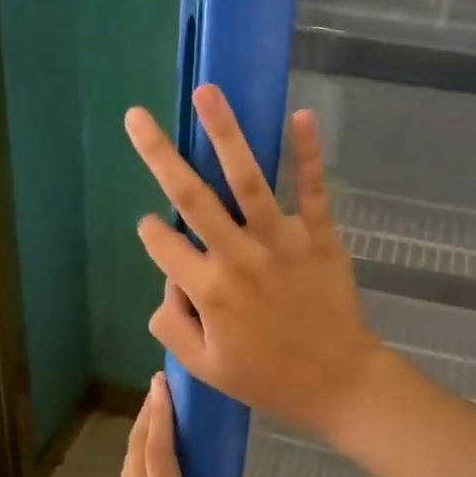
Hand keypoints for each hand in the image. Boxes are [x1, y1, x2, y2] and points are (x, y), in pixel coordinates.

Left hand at [70, 372, 247, 476]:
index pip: (160, 452)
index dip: (161, 415)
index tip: (162, 385)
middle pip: (140, 446)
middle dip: (149, 412)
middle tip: (161, 385)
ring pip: (130, 459)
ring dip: (142, 429)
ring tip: (156, 409)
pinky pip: (127, 476)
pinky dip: (138, 453)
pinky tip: (149, 455)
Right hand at [125, 84, 388, 441]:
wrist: (339, 383)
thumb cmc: (268, 379)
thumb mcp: (205, 368)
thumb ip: (172, 326)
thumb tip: (166, 284)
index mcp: (210, 291)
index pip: (164, 246)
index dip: (150, 233)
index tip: (150, 226)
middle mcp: (240, 257)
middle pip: (193, 198)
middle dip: (159, 155)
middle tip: (137, 118)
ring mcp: (282, 243)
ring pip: (248, 181)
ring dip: (226, 134)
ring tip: (207, 93)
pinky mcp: (320, 238)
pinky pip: (312, 192)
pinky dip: (308, 154)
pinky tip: (300, 116)